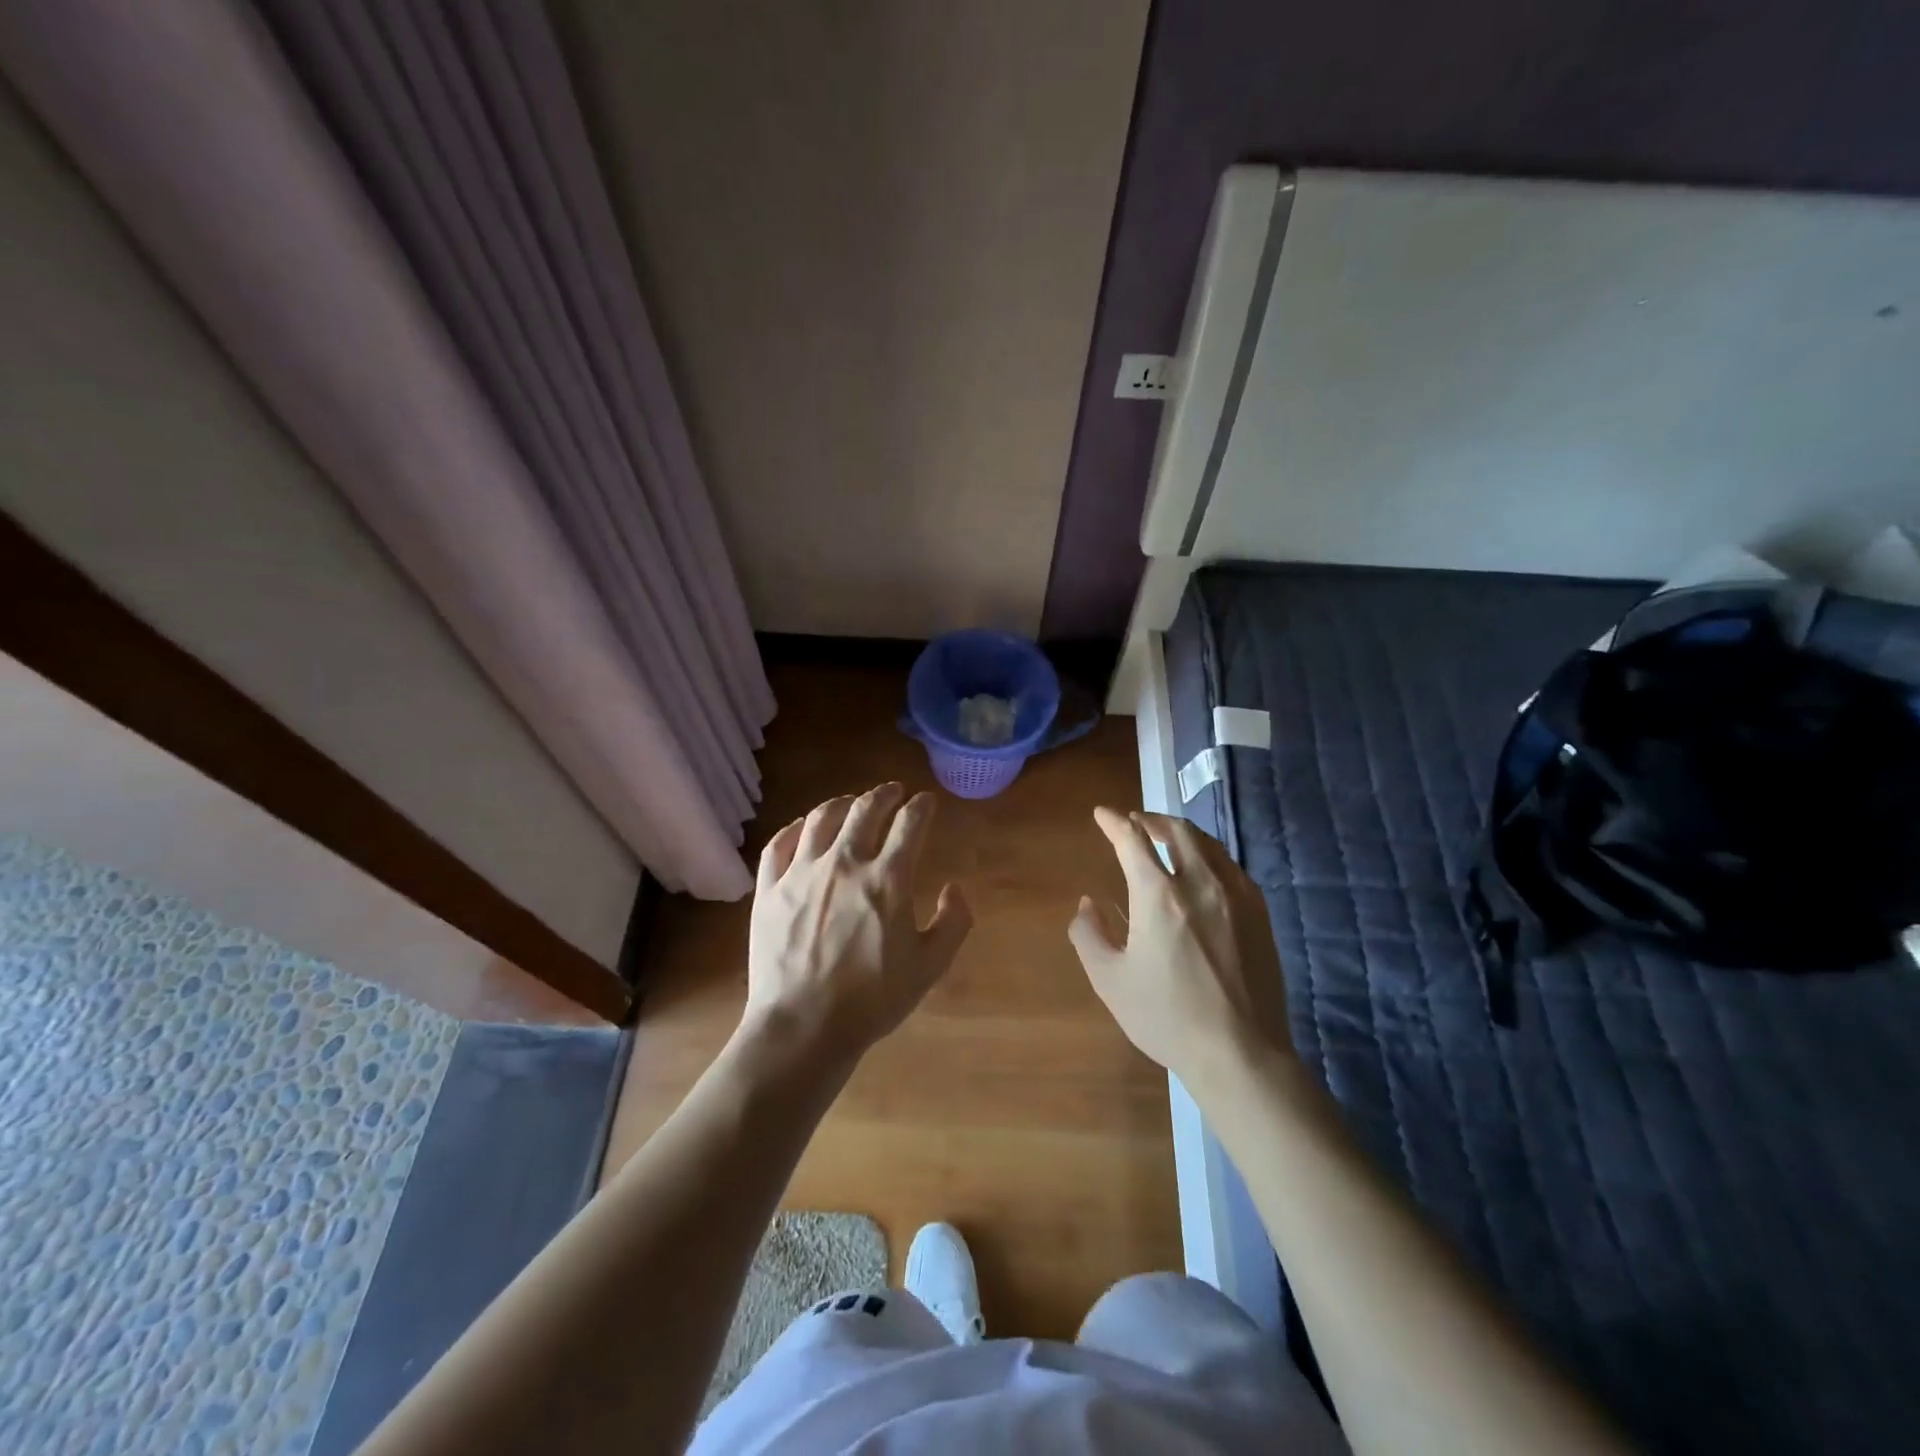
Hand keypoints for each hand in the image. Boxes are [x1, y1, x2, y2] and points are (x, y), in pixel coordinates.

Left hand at [744, 783, 972, 1064]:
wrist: (803, 1027)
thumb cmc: (872, 1000)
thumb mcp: (930, 967)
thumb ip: (953, 923)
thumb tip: (954, 888)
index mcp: (887, 879)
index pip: (910, 824)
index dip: (922, 807)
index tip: (927, 802)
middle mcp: (845, 863)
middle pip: (866, 809)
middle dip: (885, 794)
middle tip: (894, 792)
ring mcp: (802, 872)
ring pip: (822, 818)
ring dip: (843, 803)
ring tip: (852, 802)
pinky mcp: (770, 889)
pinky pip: (780, 843)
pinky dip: (796, 828)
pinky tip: (804, 827)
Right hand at [1069, 808, 1291, 1088]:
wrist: (1240, 1052)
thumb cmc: (1167, 1017)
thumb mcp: (1110, 980)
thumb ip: (1089, 934)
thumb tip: (1088, 904)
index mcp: (1159, 896)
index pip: (1133, 840)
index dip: (1114, 822)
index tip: (1102, 814)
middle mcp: (1200, 883)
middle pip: (1177, 831)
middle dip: (1151, 819)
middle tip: (1135, 821)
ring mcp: (1236, 896)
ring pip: (1208, 844)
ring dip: (1181, 833)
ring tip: (1166, 838)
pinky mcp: (1259, 913)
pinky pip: (1231, 867)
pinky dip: (1209, 856)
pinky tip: (1203, 870)